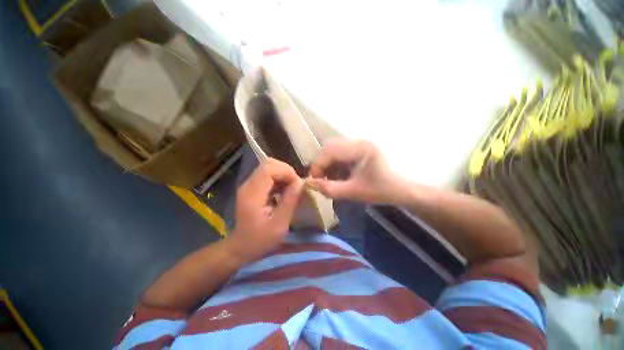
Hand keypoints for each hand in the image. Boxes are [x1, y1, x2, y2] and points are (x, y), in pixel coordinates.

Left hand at [228, 158, 303, 262]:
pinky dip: (279, 180)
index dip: (286, 172)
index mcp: (253, 194)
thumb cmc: (259, 240)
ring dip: (283, 175)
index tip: (298, 185)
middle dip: (286, 171)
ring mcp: (249, 185)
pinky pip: (268, 175)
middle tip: (296, 186)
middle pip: (268, 164)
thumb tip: (300, 183)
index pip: (269, 169)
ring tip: (292, 189)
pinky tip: (284, 192)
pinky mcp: (252, 188)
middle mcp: (248, 185)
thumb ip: (290, 202)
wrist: (240, 247)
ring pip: (269, 168)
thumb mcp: (279, 225)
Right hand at [306, 139, 404, 203]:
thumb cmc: (381, 190)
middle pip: (329, 147)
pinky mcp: (358, 150)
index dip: (318, 166)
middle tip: (320, 180)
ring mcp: (358, 145)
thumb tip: (308, 184)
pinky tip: (337, 176)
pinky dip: (333, 165)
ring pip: (332, 150)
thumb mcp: (355, 192)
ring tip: (329, 179)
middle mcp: (359, 141)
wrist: (401, 190)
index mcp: (361, 148)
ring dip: (326, 165)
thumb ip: (330, 189)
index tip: (313, 181)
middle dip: (321, 164)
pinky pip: (339, 154)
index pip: (330, 151)